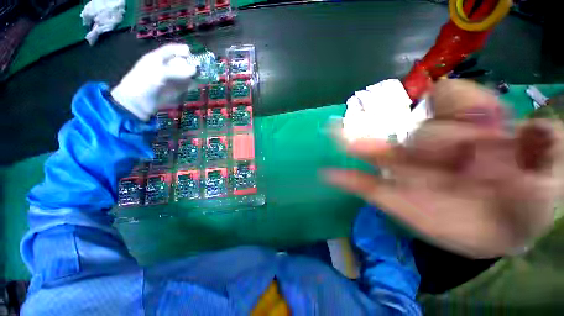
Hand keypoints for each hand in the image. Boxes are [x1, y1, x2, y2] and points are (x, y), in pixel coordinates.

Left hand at [111, 44, 198, 120]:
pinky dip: (192, 84)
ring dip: (193, 75)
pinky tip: (196, 84)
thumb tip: (195, 70)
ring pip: (185, 74)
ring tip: (200, 76)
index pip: (170, 50)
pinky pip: (187, 85)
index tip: (191, 52)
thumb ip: (177, 71)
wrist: (138, 103)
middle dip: (190, 63)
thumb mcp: (159, 73)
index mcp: (157, 58)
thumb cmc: (144, 83)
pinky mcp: (176, 90)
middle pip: (180, 62)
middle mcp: (165, 67)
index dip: (180, 49)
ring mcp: (171, 79)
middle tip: (199, 67)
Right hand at [326, 80, 563, 258]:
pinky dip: (348, 180)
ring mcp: (411, 176)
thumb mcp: (550, 159)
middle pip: (406, 134)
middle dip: (392, 129)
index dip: (451, 106)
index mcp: (469, 136)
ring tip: (333, 134)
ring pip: (379, 156)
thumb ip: (539, 138)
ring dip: (356, 147)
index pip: (448, 107)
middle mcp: (434, 152)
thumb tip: (525, 129)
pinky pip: (368, 187)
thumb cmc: (533, 193)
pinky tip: (330, 174)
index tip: (467, 117)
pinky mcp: (398, 200)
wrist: (513, 232)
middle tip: (360, 128)